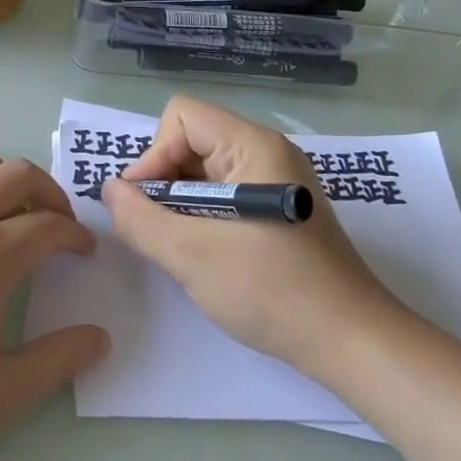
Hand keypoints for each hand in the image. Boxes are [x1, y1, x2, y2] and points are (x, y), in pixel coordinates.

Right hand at [102, 96, 400, 370]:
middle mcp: (267, 153)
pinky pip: (224, 194)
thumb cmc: (272, 290)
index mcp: (254, 146)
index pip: (182, 117)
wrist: (352, 343)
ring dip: (180, 203)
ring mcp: (276, 183)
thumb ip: (140, 218)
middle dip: (164, 181)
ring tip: (179, 246)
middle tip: (157, 229)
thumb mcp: (192, 255)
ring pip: (205, 171)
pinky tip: (203, 254)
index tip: (146, 204)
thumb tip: (109, 191)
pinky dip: (202, 217)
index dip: (154, 154)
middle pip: (191, 140)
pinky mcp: (280, 211)